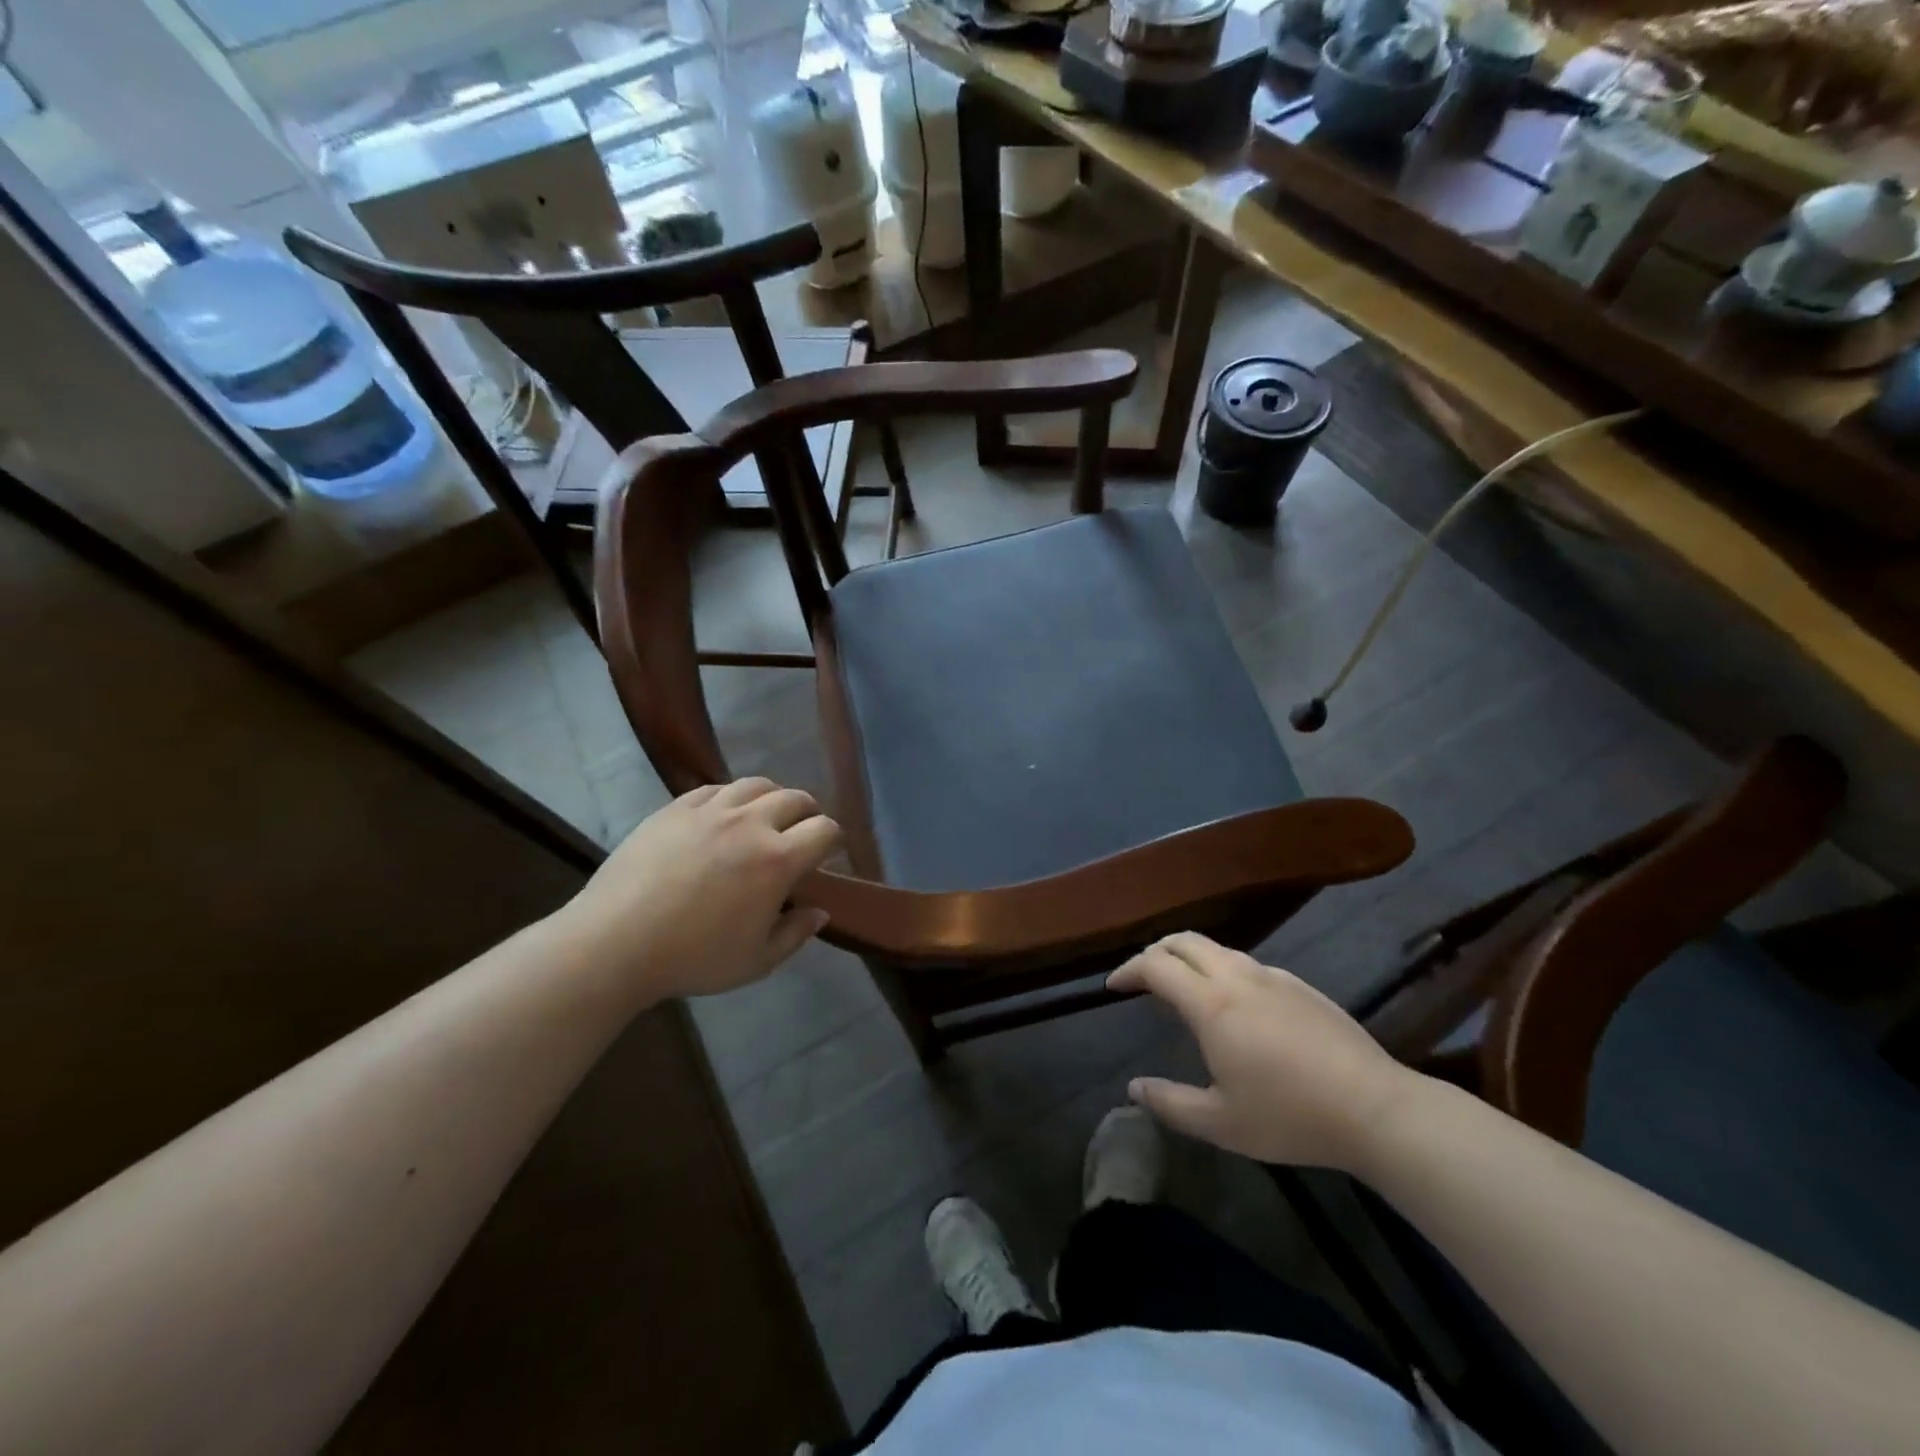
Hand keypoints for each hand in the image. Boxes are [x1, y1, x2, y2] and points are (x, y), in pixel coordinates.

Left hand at [557, 778, 841, 1001]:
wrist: (615, 942)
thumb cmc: (693, 958)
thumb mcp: (756, 961)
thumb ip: (795, 934)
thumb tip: (820, 912)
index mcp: (778, 860)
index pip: (825, 829)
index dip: (834, 838)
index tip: (830, 852)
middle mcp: (751, 824)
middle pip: (795, 799)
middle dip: (808, 813)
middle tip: (802, 833)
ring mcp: (711, 811)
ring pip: (756, 785)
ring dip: (772, 797)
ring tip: (766, 816)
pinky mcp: (676, 808)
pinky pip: (715, 788)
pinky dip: (730, 797)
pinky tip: (723, 814)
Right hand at [1108, 933, 1426, 1173]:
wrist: (1377, 1110)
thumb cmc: (1291, 1116)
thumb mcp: (1221, 1123)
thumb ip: (1170, 1104)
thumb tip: (1134, 1089)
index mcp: (1212, 1004)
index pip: (1156, 966)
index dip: (1128, 969)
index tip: (1113, 986)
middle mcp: (1238, 978)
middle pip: (1185, 941)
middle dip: (1155, 952)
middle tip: (1141, 977)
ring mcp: (1274, 978)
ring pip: (1218, 950)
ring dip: (1189, 959)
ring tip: (1182, 990)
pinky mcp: (1301, 987)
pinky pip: (1248, 964)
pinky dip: (1222, 970)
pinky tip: (1234, 1006)